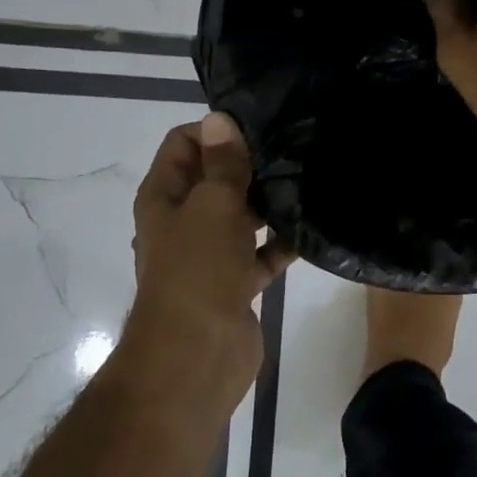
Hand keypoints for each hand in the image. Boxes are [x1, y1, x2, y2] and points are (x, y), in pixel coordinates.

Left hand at [121, 113, 293, 415]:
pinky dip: (281, 243)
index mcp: (164, 198)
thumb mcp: (212, 207)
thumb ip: (222, 163)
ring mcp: (209, 255)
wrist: (197, 358)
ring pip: (241, 216)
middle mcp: (183, 221)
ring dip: (268, 202)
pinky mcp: (235, 283)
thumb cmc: (198, 272)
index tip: (259, 126)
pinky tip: (312, 228)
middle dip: (248, 164)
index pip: (183, 145)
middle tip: (294, 147)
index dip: (215, 131)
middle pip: (214, 179)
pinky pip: (261, 253)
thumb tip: (219, 118)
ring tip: (309, 179)